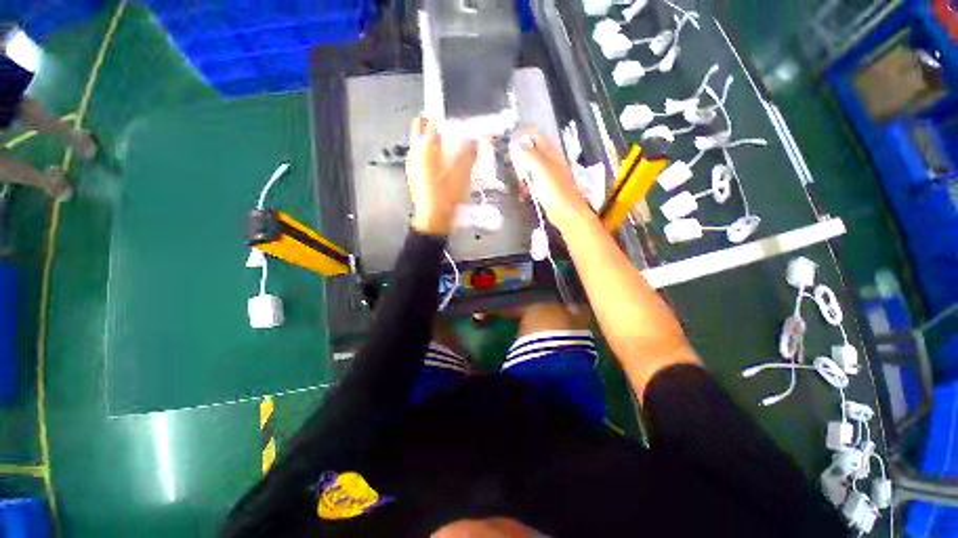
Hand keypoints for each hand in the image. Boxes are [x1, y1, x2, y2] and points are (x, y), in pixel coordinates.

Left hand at [406, 117, 477, 234]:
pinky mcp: (412, 174)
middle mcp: (414, 151)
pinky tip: (441, 166)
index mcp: (426, 148)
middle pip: (419, 127)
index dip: (445, 119)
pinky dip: (429, 154)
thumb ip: (468, 153)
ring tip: (448, 150)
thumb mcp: (462, 174)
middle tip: (450, 134)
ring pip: (419, 142)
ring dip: (432, 141)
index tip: (456, 122)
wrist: (433, 219)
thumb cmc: (447, 196)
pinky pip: (420, 156)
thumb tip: (474, 139)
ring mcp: (411, 163)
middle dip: (433, 126)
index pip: (432, 121)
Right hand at [508, 131, 594, 233]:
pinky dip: (526, 186)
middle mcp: (550, 162)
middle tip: (509, 164)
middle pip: (531, 153)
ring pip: (530, 169)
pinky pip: (532, 183)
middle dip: (519, 158)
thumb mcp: (542, 169)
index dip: (523, 138)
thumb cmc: (556, 191)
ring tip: (518, 183)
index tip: (509, 145)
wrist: (567, 214)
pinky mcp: (545, 189)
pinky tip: (523, 194)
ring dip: (521, 174)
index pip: (536, 137)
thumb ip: (529, 154)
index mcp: (551, 153)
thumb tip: (515, 143)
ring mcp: (547, 176)